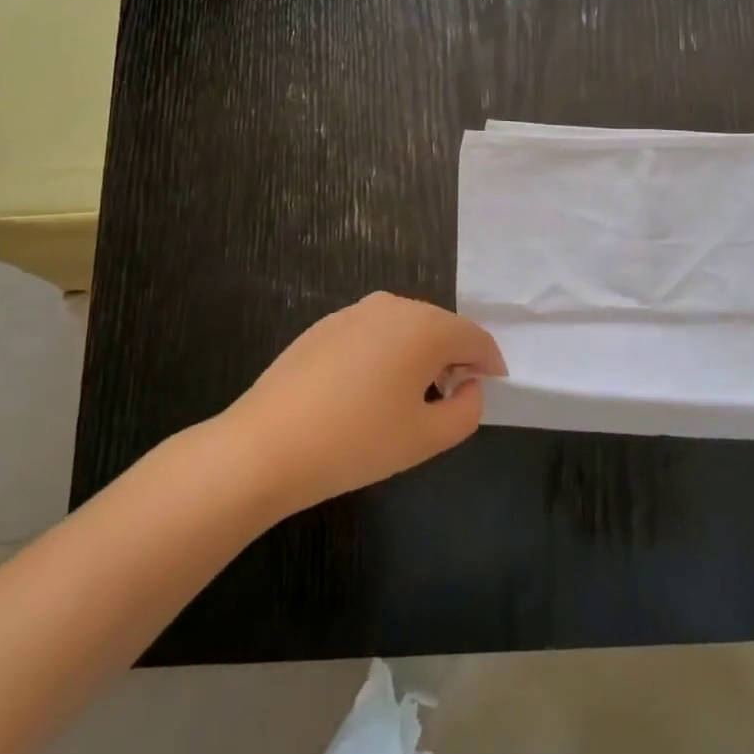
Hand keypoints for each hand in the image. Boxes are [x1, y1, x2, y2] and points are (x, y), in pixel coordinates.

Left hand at [219, 293, 505, 513]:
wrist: (263, 447)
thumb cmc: (356, 442)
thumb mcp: (426, 438)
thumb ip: (467, 410)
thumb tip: (469, 386)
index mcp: (425, 327)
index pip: (475, 338)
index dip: (490, 363)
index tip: (490, 389)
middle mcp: (394, 306)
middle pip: (441, 327)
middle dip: (454, 358)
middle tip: (451, 398)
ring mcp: (355, 312)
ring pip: (406, 328)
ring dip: (419, 355)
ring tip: (409, 398)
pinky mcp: (325, 325)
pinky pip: (373, 333)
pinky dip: (385, 354)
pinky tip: (367, 392)